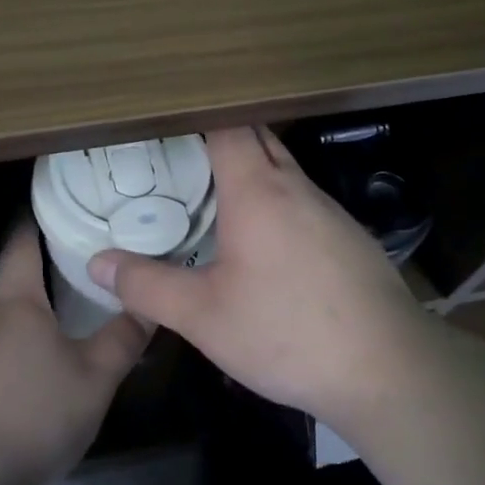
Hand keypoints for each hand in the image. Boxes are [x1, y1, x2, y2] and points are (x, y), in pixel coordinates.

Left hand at [0, 224, 149, 484]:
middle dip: (40, 292)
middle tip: (76, 299)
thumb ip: (123, 339)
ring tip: (50, 354)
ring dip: (20, 336)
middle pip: (12, 291)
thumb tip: (149, 302)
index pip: (21, 243)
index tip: (54, 214)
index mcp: (15, 301)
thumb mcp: (94, 380)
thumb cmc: (32, 415)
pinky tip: (16, 401)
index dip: (35, 224)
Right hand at [87, 126, 424, 426]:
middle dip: (219, 138)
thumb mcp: (202, 315)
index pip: (227, 124)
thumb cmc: (286, 331)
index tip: (165, 121)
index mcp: (257, 189)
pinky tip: (263, 243)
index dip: (197, 115)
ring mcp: (329, 210)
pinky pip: (302, 201)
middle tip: (177, 156)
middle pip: (257, 138)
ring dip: (250, 172)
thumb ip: (146, 285)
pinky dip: (275, 203)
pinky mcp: (348, 238)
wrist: (388, 369)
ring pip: (283, 170)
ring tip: (211, 195)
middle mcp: (295, 186)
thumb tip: (97, 262)